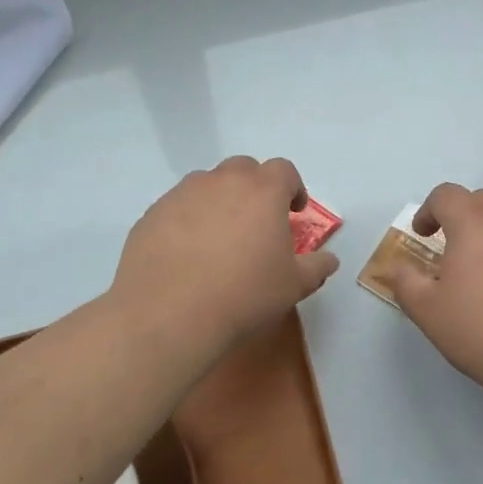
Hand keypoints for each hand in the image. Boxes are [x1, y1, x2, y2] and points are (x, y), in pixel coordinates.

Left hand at [111, 156, 339, 359]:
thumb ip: (316, 267)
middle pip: (243, 169)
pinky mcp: (152, 214)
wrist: (168, 315)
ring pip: (207, 184)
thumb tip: (330, 260)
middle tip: (257, 221)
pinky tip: (186, 254)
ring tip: (219, 238)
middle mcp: (221, 181)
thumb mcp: (292, 286)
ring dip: (219, 200)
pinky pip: (177, 207)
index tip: (294, 212)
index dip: (292, 187)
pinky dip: (187, 220)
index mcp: (262, 191)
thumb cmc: (243, 295)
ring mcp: (182, 194)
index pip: (283, 170)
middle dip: (254, 187)